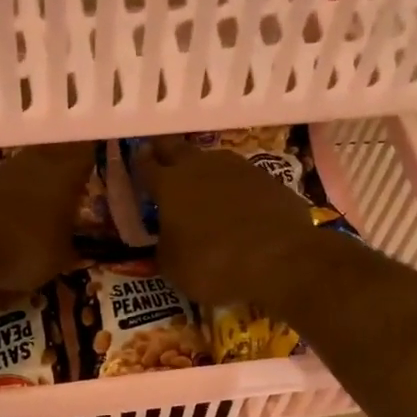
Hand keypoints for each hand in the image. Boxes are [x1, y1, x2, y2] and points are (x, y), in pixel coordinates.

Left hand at [0, 142, 95, 292]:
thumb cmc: (24, 247)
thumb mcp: (59, 259)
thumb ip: (70, 248)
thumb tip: (74, 246)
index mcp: (65, 174)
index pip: (88, 155)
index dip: (95, 163)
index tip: (101, 175)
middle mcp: (37, 162)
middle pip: (57, 159)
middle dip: (65, 176)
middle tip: (75, 195)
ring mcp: (4, 170)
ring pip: (29, 172)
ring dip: (36, 188)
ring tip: (44, 211)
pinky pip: (6, 189)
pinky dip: (13, 202)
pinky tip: (14, 221)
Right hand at [131, 137, 317, 303]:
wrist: (279, 259)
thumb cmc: (214, 265)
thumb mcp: (174, 268)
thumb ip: (164, 248)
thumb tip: (167, 241)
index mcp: (170, 185)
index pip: (146, 166)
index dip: (140, 163)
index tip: (137, 159)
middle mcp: (201, 167)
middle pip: (178, 149)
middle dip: (167, 152)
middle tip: (162, 157)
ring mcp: (239, 169)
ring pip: (213, 160)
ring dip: (204, 168)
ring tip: (202, 181)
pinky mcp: (269, 180)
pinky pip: (243, 179)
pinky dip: (235, 188)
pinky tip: (238, 203)